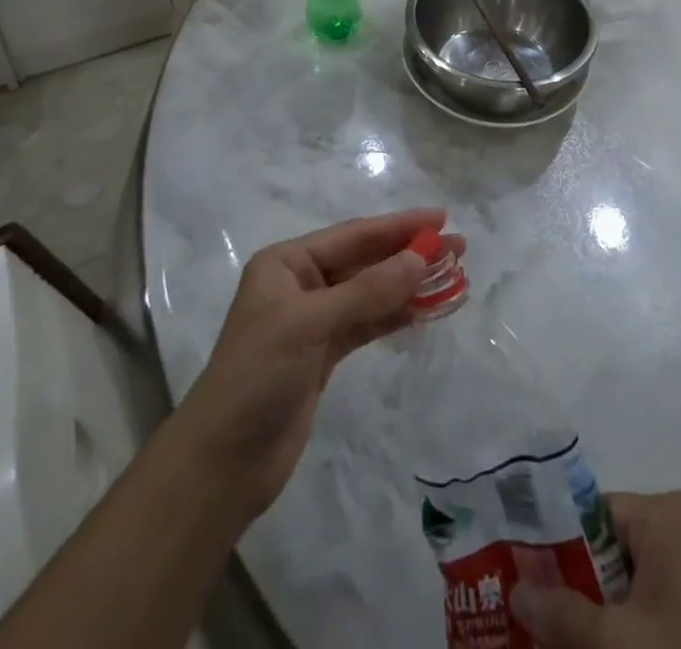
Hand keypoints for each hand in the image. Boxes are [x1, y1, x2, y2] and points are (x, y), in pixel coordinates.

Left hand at [176, 208, 462, 520]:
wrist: (223, 463)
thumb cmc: (258, 376)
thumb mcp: (310, 324)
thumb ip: (367, 291)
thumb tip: (419, 258)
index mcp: (287, 263)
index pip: (353, 235)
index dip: (398, 226)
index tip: (440, 218)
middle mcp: (300, 284)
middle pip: (365, 261)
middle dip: (409, 254)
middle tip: (458, 248)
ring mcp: (313, 320)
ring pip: (370, 293)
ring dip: (408, 286)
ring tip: (452, 277)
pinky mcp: (323, 355)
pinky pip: (367, 324)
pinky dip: (395, 316)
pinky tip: (425, 311)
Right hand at [511, 491, 680, 648]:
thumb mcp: (617, 643)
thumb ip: (562, 614)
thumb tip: (514, 593)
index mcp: (670, 512)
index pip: (595, 515)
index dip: (561, 553)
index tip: (532, 588)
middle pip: (616, 547)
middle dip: (583, 588)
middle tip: (549, 624)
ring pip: (639, 579)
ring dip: (609, 612)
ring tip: (577, 641)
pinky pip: (666, 599)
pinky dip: (640, 624)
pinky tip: (618, 648)